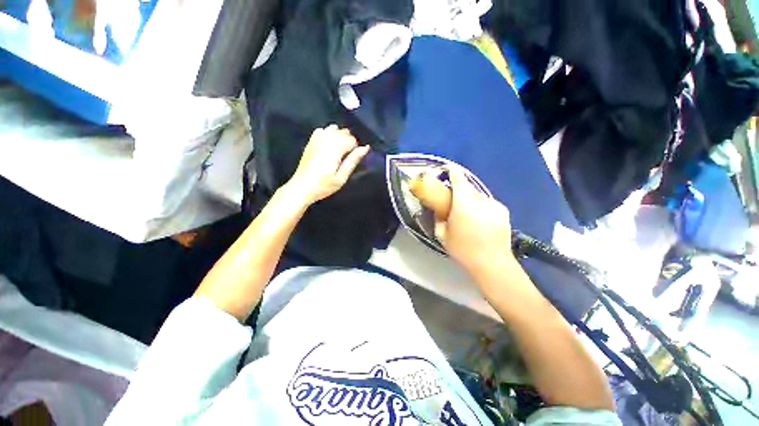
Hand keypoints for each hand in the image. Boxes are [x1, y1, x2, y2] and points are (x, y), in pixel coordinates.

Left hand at [286, 125, 369, 204]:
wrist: (302, 187)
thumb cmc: (324, 185)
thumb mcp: (342, 176)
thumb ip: (353, 160)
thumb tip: (366, 147)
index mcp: (336, 148)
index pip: (352, 140)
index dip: (355, 149)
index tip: (351, 161)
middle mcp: (327, 139)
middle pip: (344, 132)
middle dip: (348, 142)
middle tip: (345, 159)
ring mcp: (317, 138)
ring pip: (334, 129)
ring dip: (339, 137)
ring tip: (338, 152)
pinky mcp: (310, 141)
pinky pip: (322, 130)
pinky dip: (328, 134)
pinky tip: (328, 145)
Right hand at [433, 168, 515, 275]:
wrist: (492, 263)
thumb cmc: (463, 249)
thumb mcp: (442, 235)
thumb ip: (438, 218)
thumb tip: (438, 210)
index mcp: (463, 202)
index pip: (458, 178)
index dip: (451, 171)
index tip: (446, 170)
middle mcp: (480, 199)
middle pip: (468, 186)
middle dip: (459, 190)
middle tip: (453, 200)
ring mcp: (494, 204)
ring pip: (478, 195)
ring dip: (470, 199)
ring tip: (467, 213)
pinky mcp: (503, 210)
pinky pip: (487, 202)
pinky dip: (481, 206)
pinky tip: (480, 220)